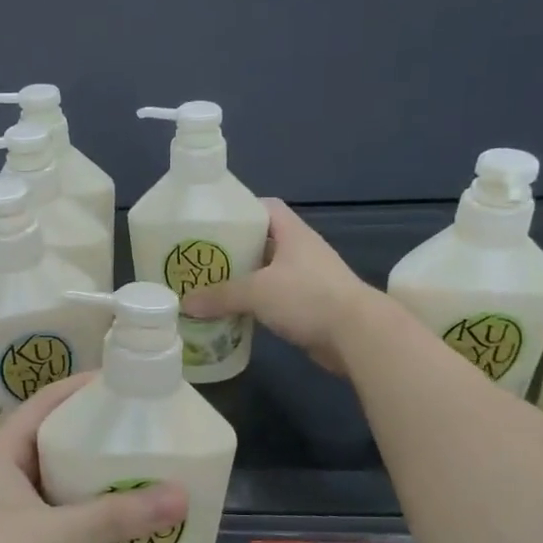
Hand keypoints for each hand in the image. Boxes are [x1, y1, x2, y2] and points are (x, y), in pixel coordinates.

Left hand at [0, 375, 188, 542]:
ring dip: (97, 484)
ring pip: (59, 483)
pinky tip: (123, 529)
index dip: (87, 388)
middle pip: (58, 442)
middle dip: (101, 440)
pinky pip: (57, 518)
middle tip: (151, 438)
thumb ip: (117, 516)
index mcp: (2, 451)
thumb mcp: (56, 536)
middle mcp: (2, 472)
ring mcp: (5, 509)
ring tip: (148, 480)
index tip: (132, 386)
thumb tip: (181, 495)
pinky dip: (87, 519)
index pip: (48, 401)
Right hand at [181, 198, 385, 372]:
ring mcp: (307, 279)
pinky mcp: (308, 306)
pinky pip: (274, 298)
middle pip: (262, 241)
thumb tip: (185, 303)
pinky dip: (255, 303)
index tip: (213, 223)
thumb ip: (220, 295)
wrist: (357, 334)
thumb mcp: (257, 291)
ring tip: (210, 286)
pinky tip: (233, 312)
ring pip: (266, 273)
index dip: (240, 210)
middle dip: (233, 249)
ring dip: (242, 279)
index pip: (266, 208)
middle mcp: (300, 251)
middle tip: (202, 259)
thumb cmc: (307, 297)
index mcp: (292, 233)